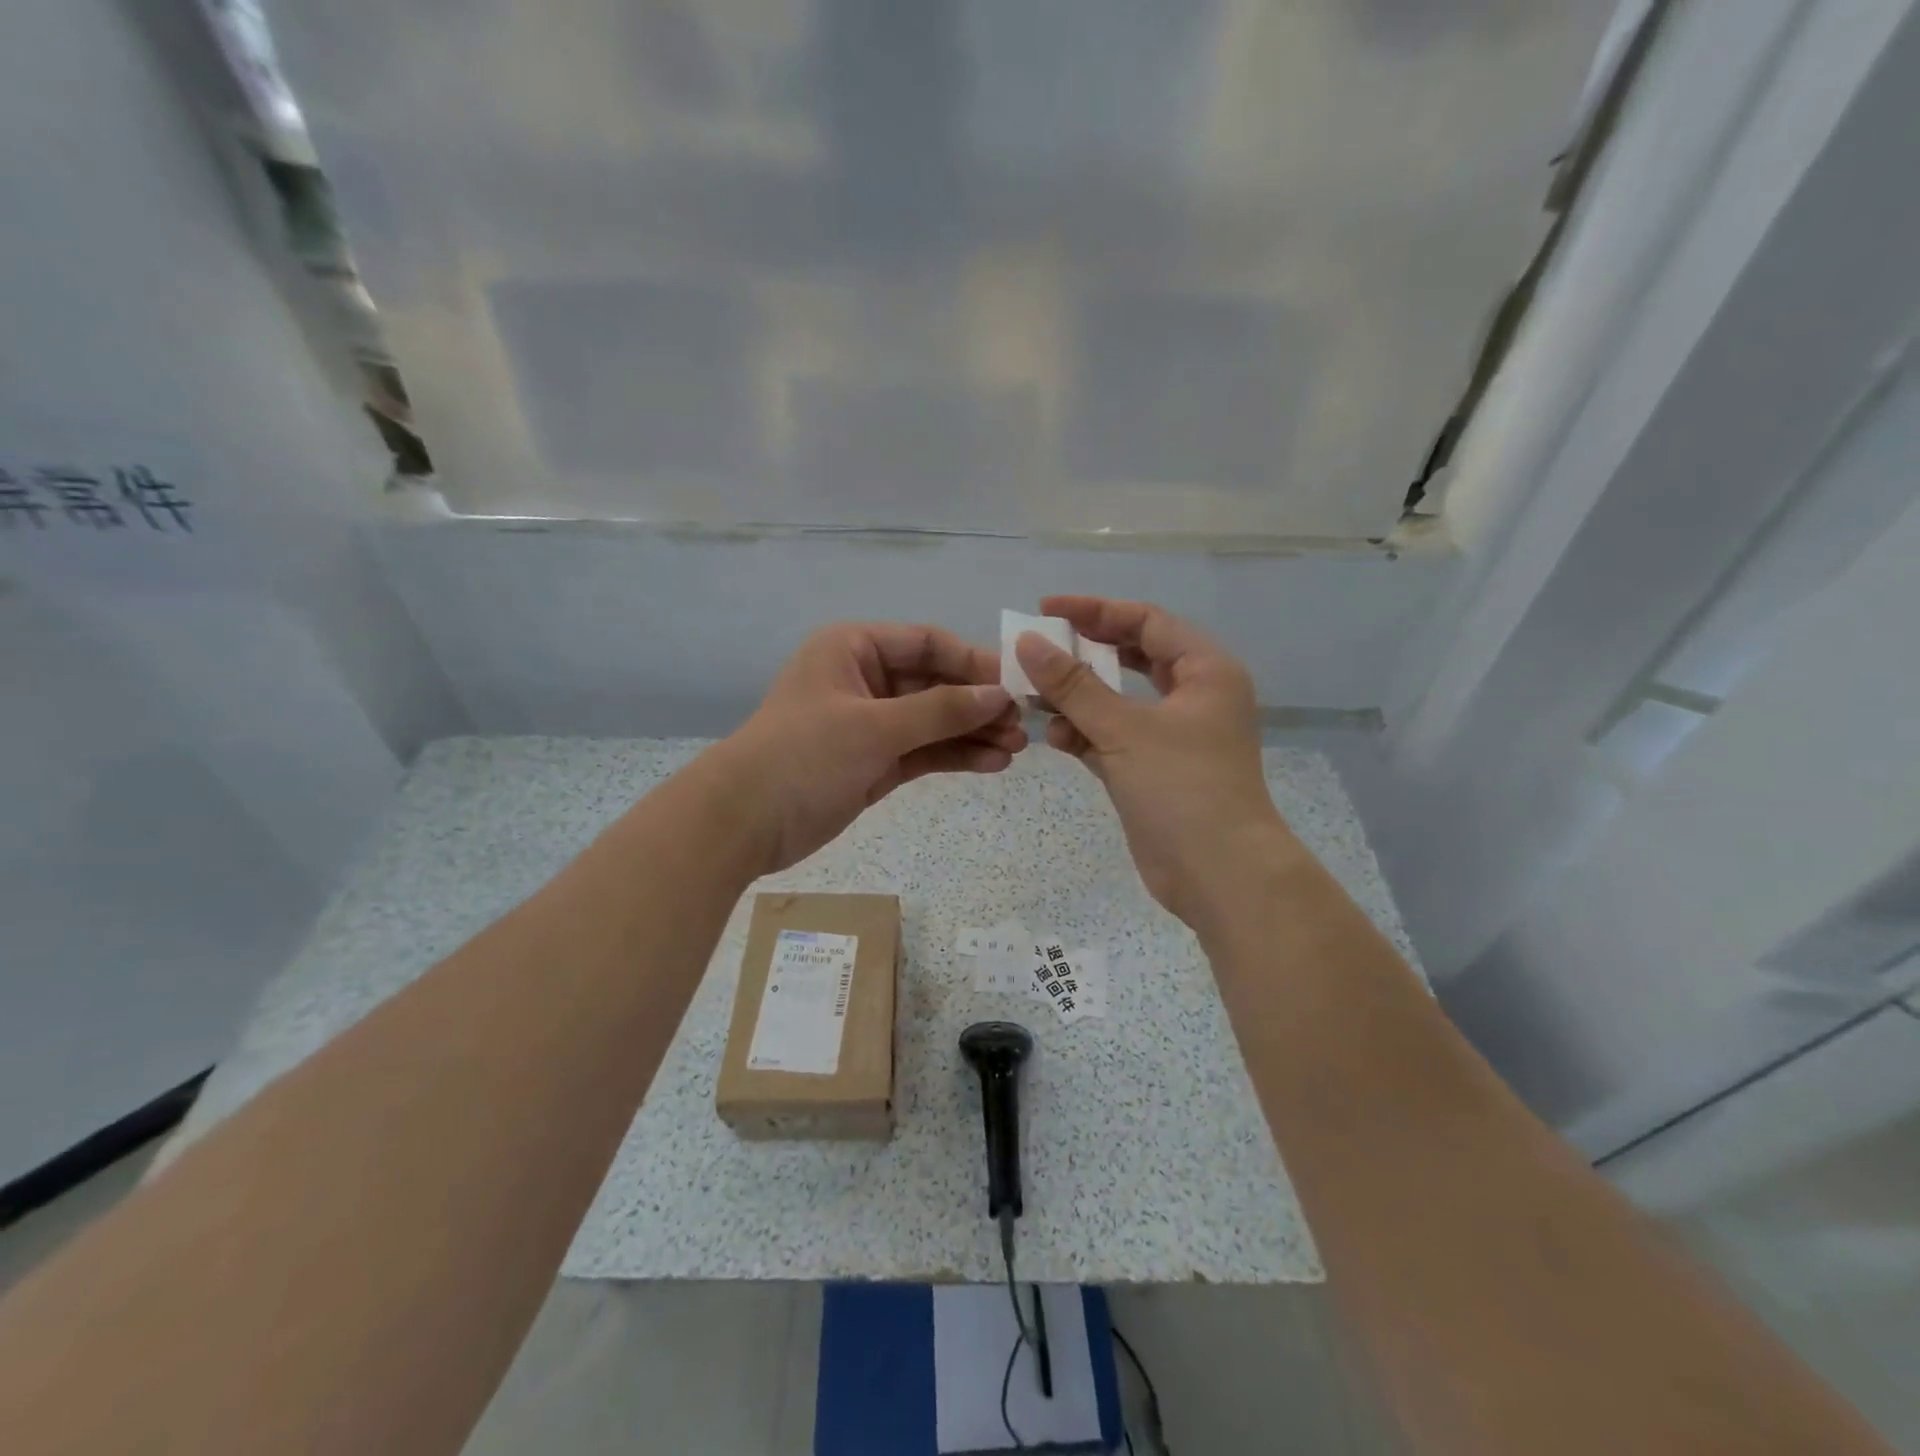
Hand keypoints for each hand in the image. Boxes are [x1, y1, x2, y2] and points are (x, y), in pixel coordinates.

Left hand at [709, 623, 1025, 872]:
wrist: (744, 823)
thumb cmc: (803, 755)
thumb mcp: (874, 727)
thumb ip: (940, 710)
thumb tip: (999, 694)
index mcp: (854, 648)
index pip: (927, 643)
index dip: (973, 662)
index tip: (1016, 684)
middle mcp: (865, 679)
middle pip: (935, 683)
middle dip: (977, 704)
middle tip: (1021, 727)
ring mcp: (870, 723)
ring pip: (933, 720)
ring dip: (972, 733)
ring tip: (1015, 750)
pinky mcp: (874, 762)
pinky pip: (923, 751)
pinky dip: (954, 756)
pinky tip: (991, 764)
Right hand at [1015, 596, 1290, 929]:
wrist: (1219, 875)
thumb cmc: (1182, 788)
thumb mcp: (1124, 729)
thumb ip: (1073, 685)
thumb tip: (1027, 643)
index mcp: (1205, 671)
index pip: (1146, 621)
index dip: (1095, 611)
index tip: (1046, 611)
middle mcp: (1194, 696)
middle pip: (1133, 657)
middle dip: (1085, 653)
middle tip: (1039, 649)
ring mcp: (1174, 736)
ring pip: (1119, 700)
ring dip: (1079, 698)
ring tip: (1034, 697)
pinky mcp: (1154, 771)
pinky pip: (1113, 737)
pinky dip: (1085, 733)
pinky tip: (1054, 736)